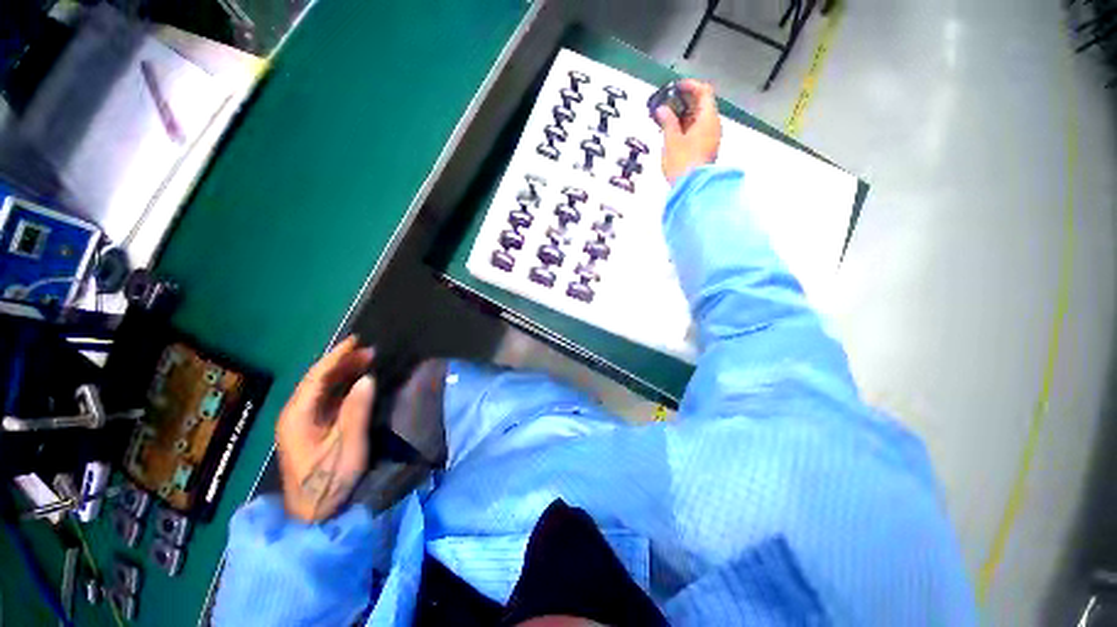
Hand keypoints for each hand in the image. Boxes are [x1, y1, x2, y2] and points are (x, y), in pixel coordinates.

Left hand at [276, 336, 376, 521]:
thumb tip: (367, 379)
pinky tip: (356, 381)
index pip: (315, 378)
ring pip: (321, 388)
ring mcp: (301, 422)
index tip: (356, 341)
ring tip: (366, 360)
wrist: (312, 513)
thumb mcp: (348, 447)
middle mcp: (294, 414)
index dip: (336, 357)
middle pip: (316, 380)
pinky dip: (342, 385)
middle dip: (341, 362)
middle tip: (369, 350)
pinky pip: (325, 399)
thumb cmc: (329, 481)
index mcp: (296, 417)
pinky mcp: (310, 428)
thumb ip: (356, 412)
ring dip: (343, 372)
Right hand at [655, 79, 721, 184]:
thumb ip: (667, 122)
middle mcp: (713, 126)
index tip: (676, 86)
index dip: (690, 86)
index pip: (704, 91)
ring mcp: (711, 139)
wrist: (691, 189)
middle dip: (684, 102)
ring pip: (699, 119)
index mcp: (708, 119)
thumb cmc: (684, 164)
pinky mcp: (706, 150)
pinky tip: (673, 133)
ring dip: (684, 116)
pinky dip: (686, 128)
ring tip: (667, 119)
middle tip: (667, 104)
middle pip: (702, 105)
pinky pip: (698, 131)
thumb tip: (663, 110)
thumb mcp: (671, 140)